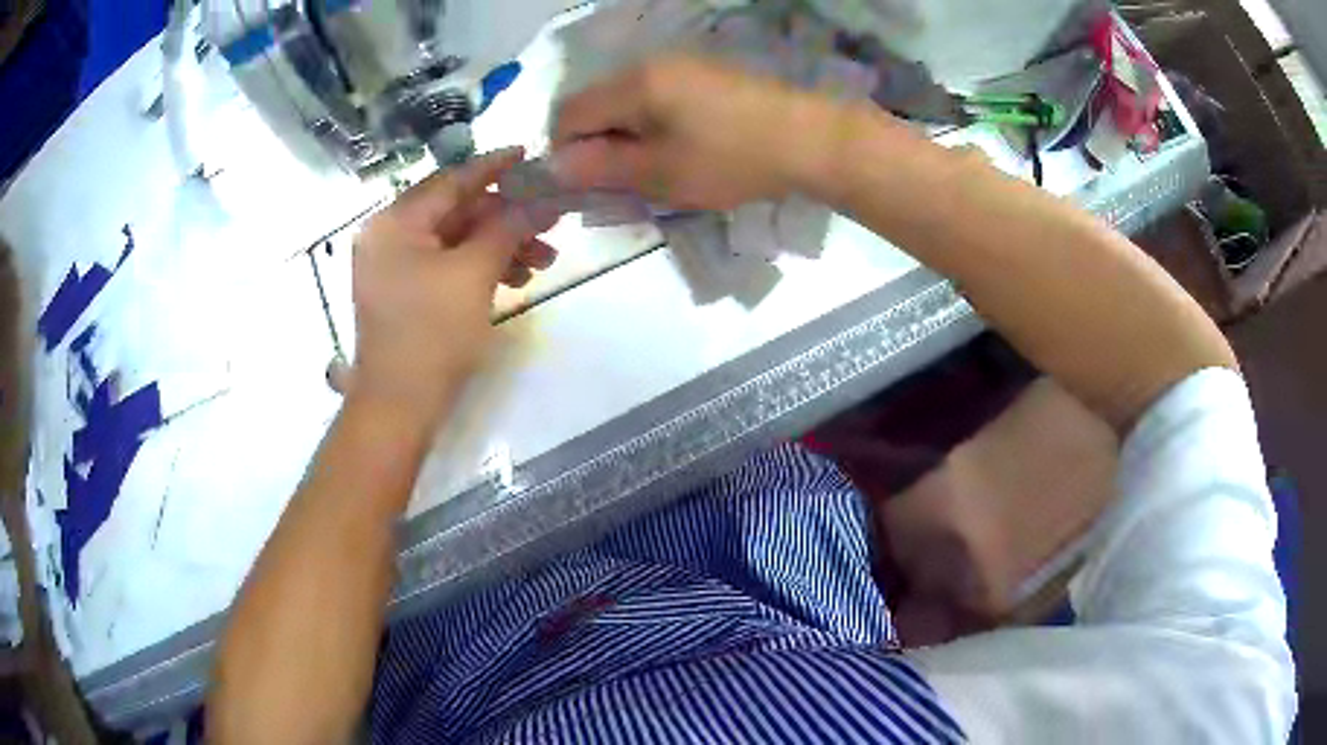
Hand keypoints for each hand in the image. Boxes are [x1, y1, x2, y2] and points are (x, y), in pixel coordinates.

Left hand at [350, 148, 556, 426]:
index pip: (452, 181)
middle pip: (456, 211)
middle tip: (551, 223)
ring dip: (500, 245)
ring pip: (456, 240)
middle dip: (506, 217)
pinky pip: (447, 265)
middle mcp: (388, 236)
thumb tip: (545, 200)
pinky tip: (516, 277)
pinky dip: (480, 267)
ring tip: (543, 260)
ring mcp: (394, 267)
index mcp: (395, 223)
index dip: (495, 167)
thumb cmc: (431, 335)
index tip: (530, 155)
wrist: (399, 408)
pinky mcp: (405, 292)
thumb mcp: (474, 275)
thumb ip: (508, 228)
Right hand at [550, 56, 842, 210]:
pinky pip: (659, 99)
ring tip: (656, 171)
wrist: (811, 139)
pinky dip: (655, 126)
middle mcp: (649, 64)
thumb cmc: (732, 158)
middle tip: (622, 184)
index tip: (587, 185)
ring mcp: (681, 66)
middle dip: (597, 145)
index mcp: (632, 84)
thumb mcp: (660, 173)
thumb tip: (555, 166)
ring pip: (628, 103)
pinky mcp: (706, 75)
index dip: (564, 152)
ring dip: (626, 137)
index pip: (568, 114)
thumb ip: (600, 168)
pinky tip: (683, 149)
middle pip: (596, 105)